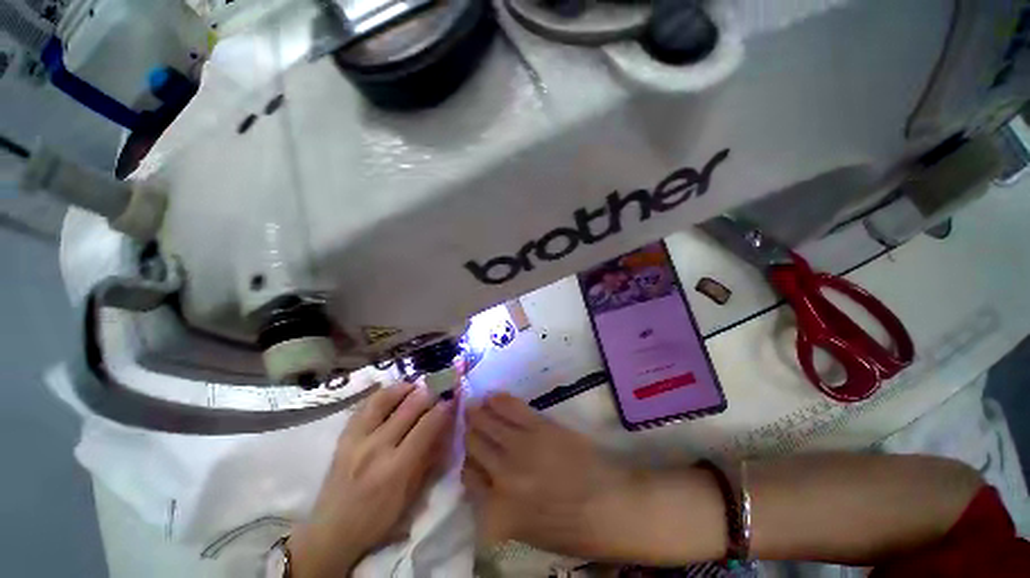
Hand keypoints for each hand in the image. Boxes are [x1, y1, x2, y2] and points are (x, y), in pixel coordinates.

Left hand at [289, 383, 455, 577]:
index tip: (453, 397)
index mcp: (396, 469)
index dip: (444, 408)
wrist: (331, 531)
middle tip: (440, 386)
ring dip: (406, 388)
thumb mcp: (411, 496)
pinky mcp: (344, 436)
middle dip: (430, 392)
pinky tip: (394, 393)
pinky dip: (384, 394)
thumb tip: (445, 427)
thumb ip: (429, 458)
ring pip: (385, 398)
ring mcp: (356, 439)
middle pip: (409, 407)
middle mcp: (376, 448)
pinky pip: (366, 404)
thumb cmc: (378, 519)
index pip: (427, 426)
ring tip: (417, 386)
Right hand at [461, 393, 645, 559]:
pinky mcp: (539, 426)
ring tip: (473, 404)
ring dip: (478, 412)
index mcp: (496, 512)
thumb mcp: (526, 530)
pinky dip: (499, 401)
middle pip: (474, 445)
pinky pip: (511, 408)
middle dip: (469, 433)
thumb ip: (498, 506)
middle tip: (468, 421)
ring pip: (487, 423)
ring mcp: (520, 448)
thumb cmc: (572, 529)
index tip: (471, 453)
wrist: (612, 506)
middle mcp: (502, 477)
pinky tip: (492, 396)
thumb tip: (484, 478)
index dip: (468, 462)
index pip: (467, 477)